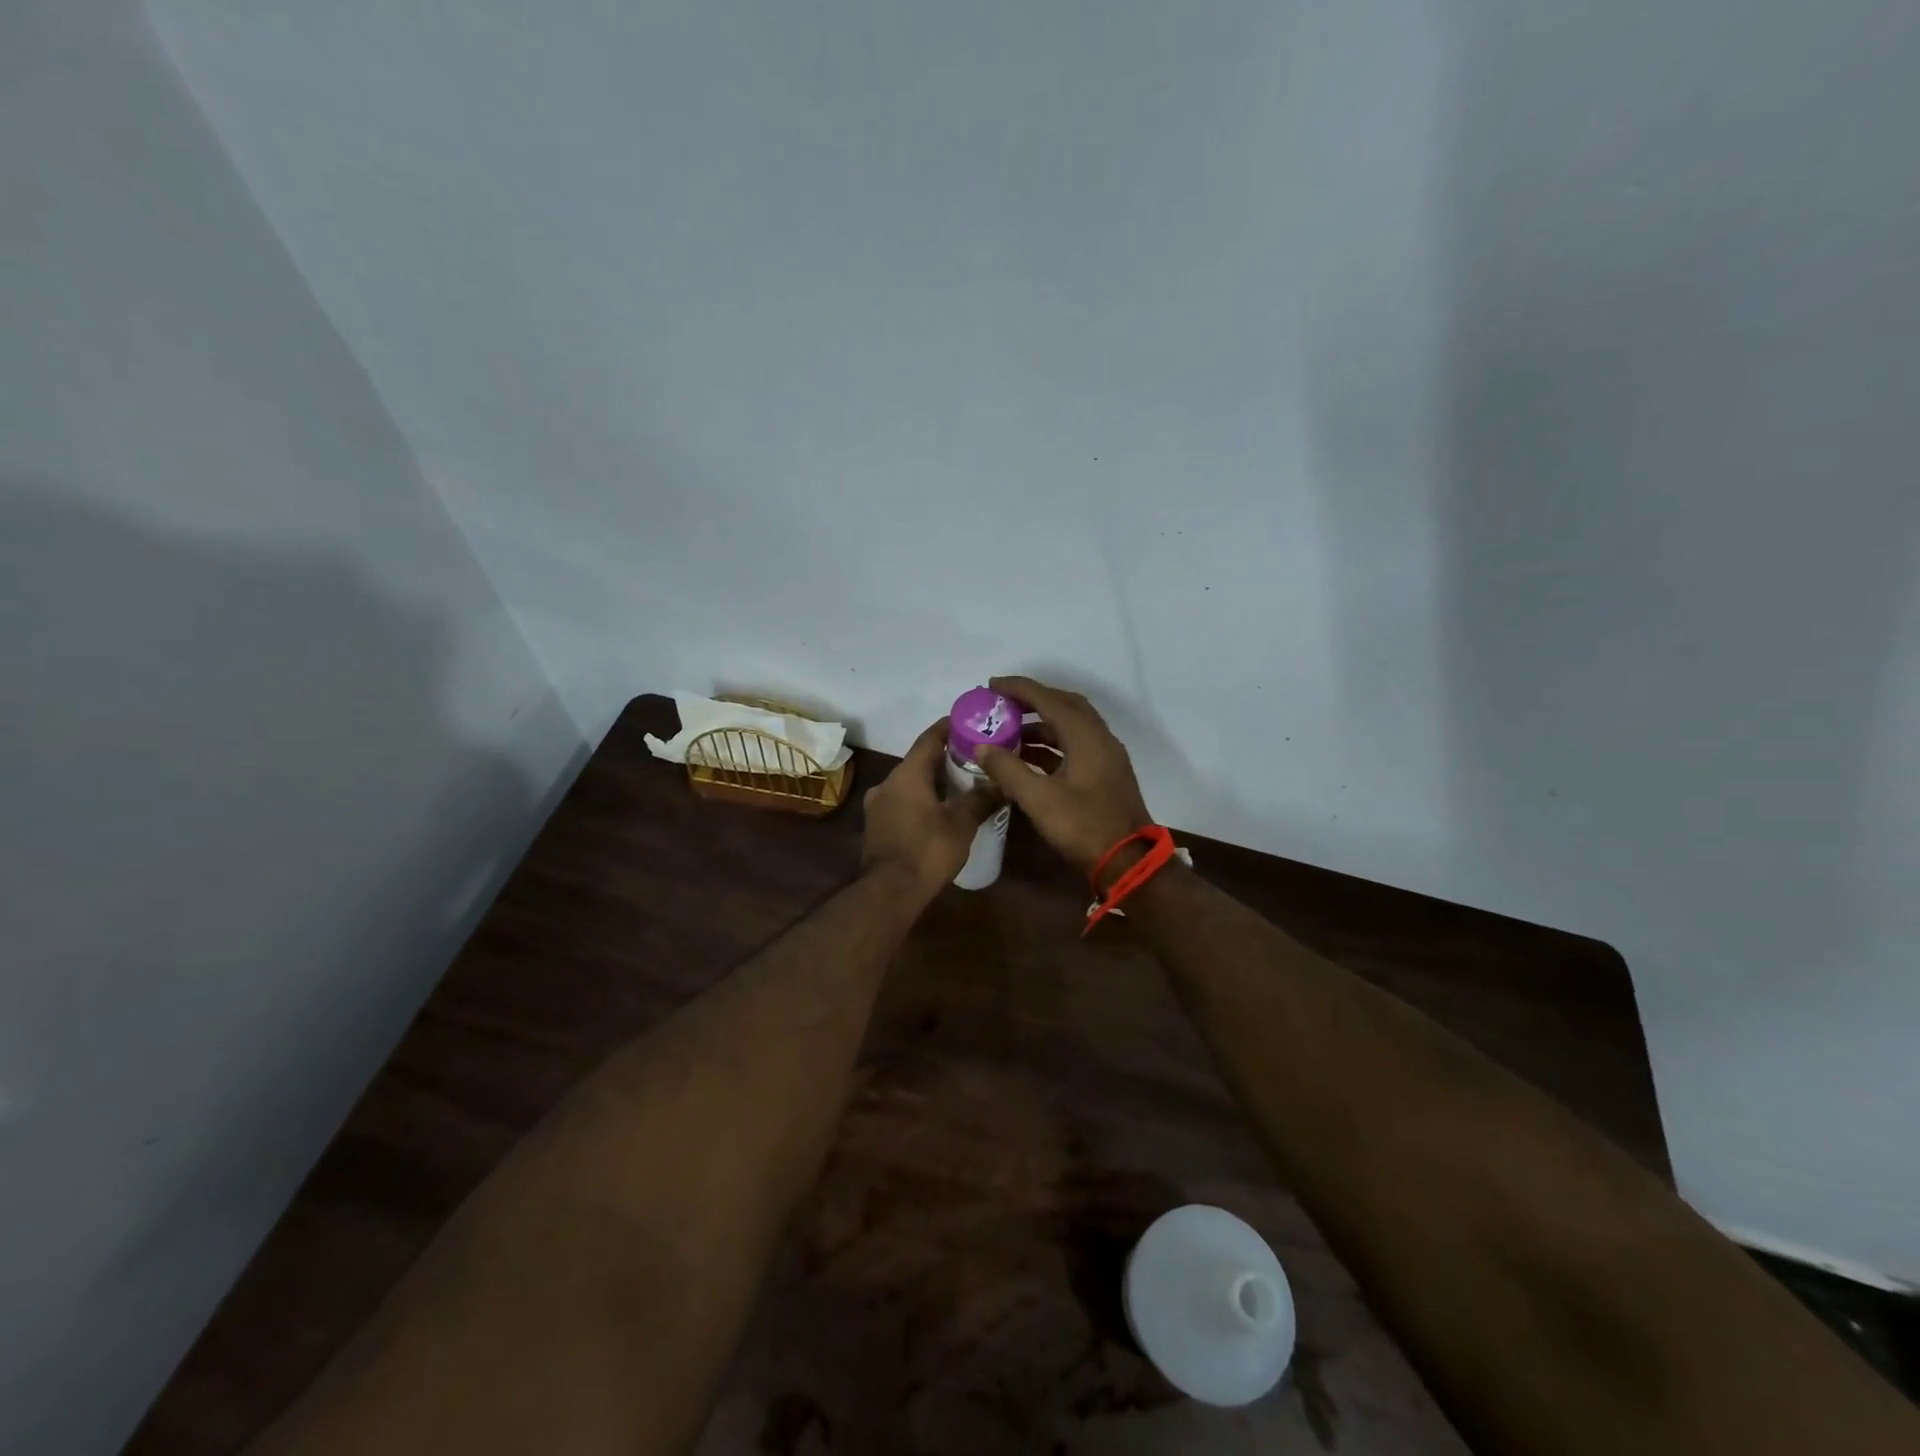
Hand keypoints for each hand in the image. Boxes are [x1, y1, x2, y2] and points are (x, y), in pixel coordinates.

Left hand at [861, 719, 997, 897]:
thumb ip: (981, 799)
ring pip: (909, 783)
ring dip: (932, 782)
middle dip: (945, 758)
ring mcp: (878, 806)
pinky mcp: (877, 826)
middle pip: (919, 761)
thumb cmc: (927, 850)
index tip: (969, 723)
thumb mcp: (962, 823)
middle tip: (973, 758)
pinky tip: (939, 811)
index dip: (949, 728)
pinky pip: (902, 802)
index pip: (929, 738)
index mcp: (907, 774)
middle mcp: (887, 783)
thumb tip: (1003, 783)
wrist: (889, 891)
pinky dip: (921, 800)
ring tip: (961, 785)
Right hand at [972, 676, 1153, 882]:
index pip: (1049, 699)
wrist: (1128, 861)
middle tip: (1002, 703)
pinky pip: (1076, 744)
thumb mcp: (1039, 799)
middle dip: (1032, 700)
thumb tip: (982, 747)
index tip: (992, 685)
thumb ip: (1008, 770)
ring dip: (1042, 724)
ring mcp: (1106, 755)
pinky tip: (1029, 757)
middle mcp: (1100, 738)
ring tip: (1010, 731)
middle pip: (1064, 705)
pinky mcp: (1106, 772)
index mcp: (1086, 736)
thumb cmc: (1083, 827)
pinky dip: (1052, 744)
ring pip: (1071, 726)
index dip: (1019, 689)